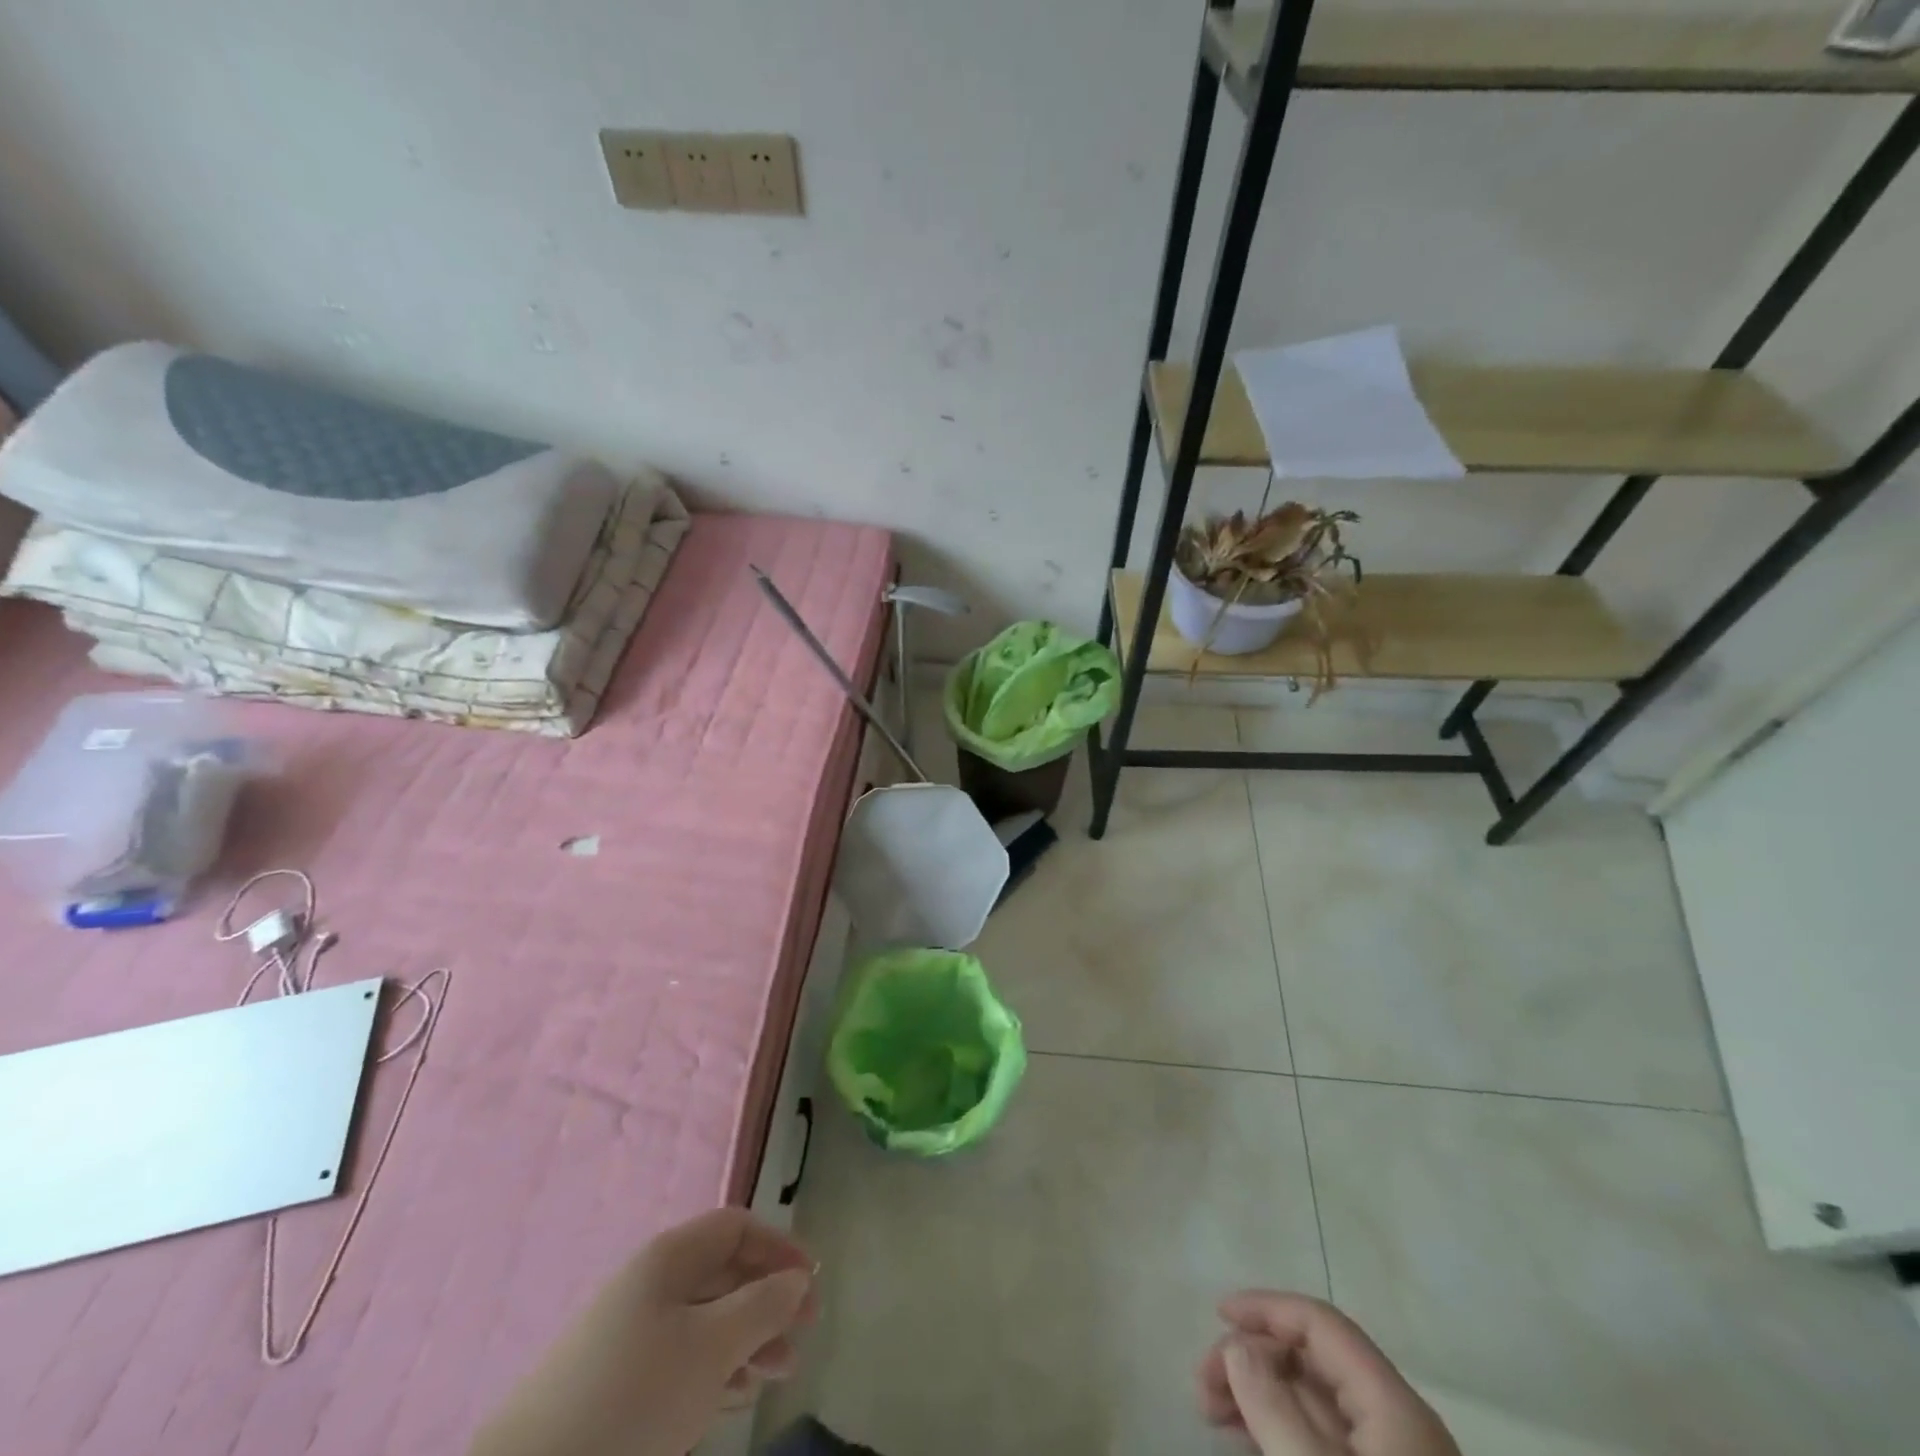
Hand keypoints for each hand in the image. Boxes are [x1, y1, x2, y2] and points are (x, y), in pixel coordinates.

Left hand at [472, 1208, 816, 1455]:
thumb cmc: (632, 1398)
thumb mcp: (711, 1348)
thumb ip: (762, 1307)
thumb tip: (797, 1280)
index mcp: (669, 1258)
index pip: (737, 1228)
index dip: (778, 1247)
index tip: (811, 1284)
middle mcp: (650, 1284)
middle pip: (724, 1273)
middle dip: (769, 1300)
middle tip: (803, 1337)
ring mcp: (630, 1335)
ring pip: (706, 1321)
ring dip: (749, 1339)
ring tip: (778, 1374)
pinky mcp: (617, 1384)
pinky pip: (682, 1358)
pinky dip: (716, 1369)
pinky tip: (734, 1398)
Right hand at [1198, 1292, 1459, 1455]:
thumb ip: (1275, 1409)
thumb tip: (1238, 1346)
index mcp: (1394, 1406)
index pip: (1322, 1324)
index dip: (1266, 1308)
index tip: (1216, 1316)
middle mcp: (1398, 1424)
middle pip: (1314, 1361)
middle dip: (1253, 1360)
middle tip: (1203, 1387)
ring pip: (1314, 1403)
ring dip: (1259, 1396)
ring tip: (1213, 1416)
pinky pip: (1321, 1442)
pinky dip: (1279, 1432)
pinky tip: (1247, 1444)